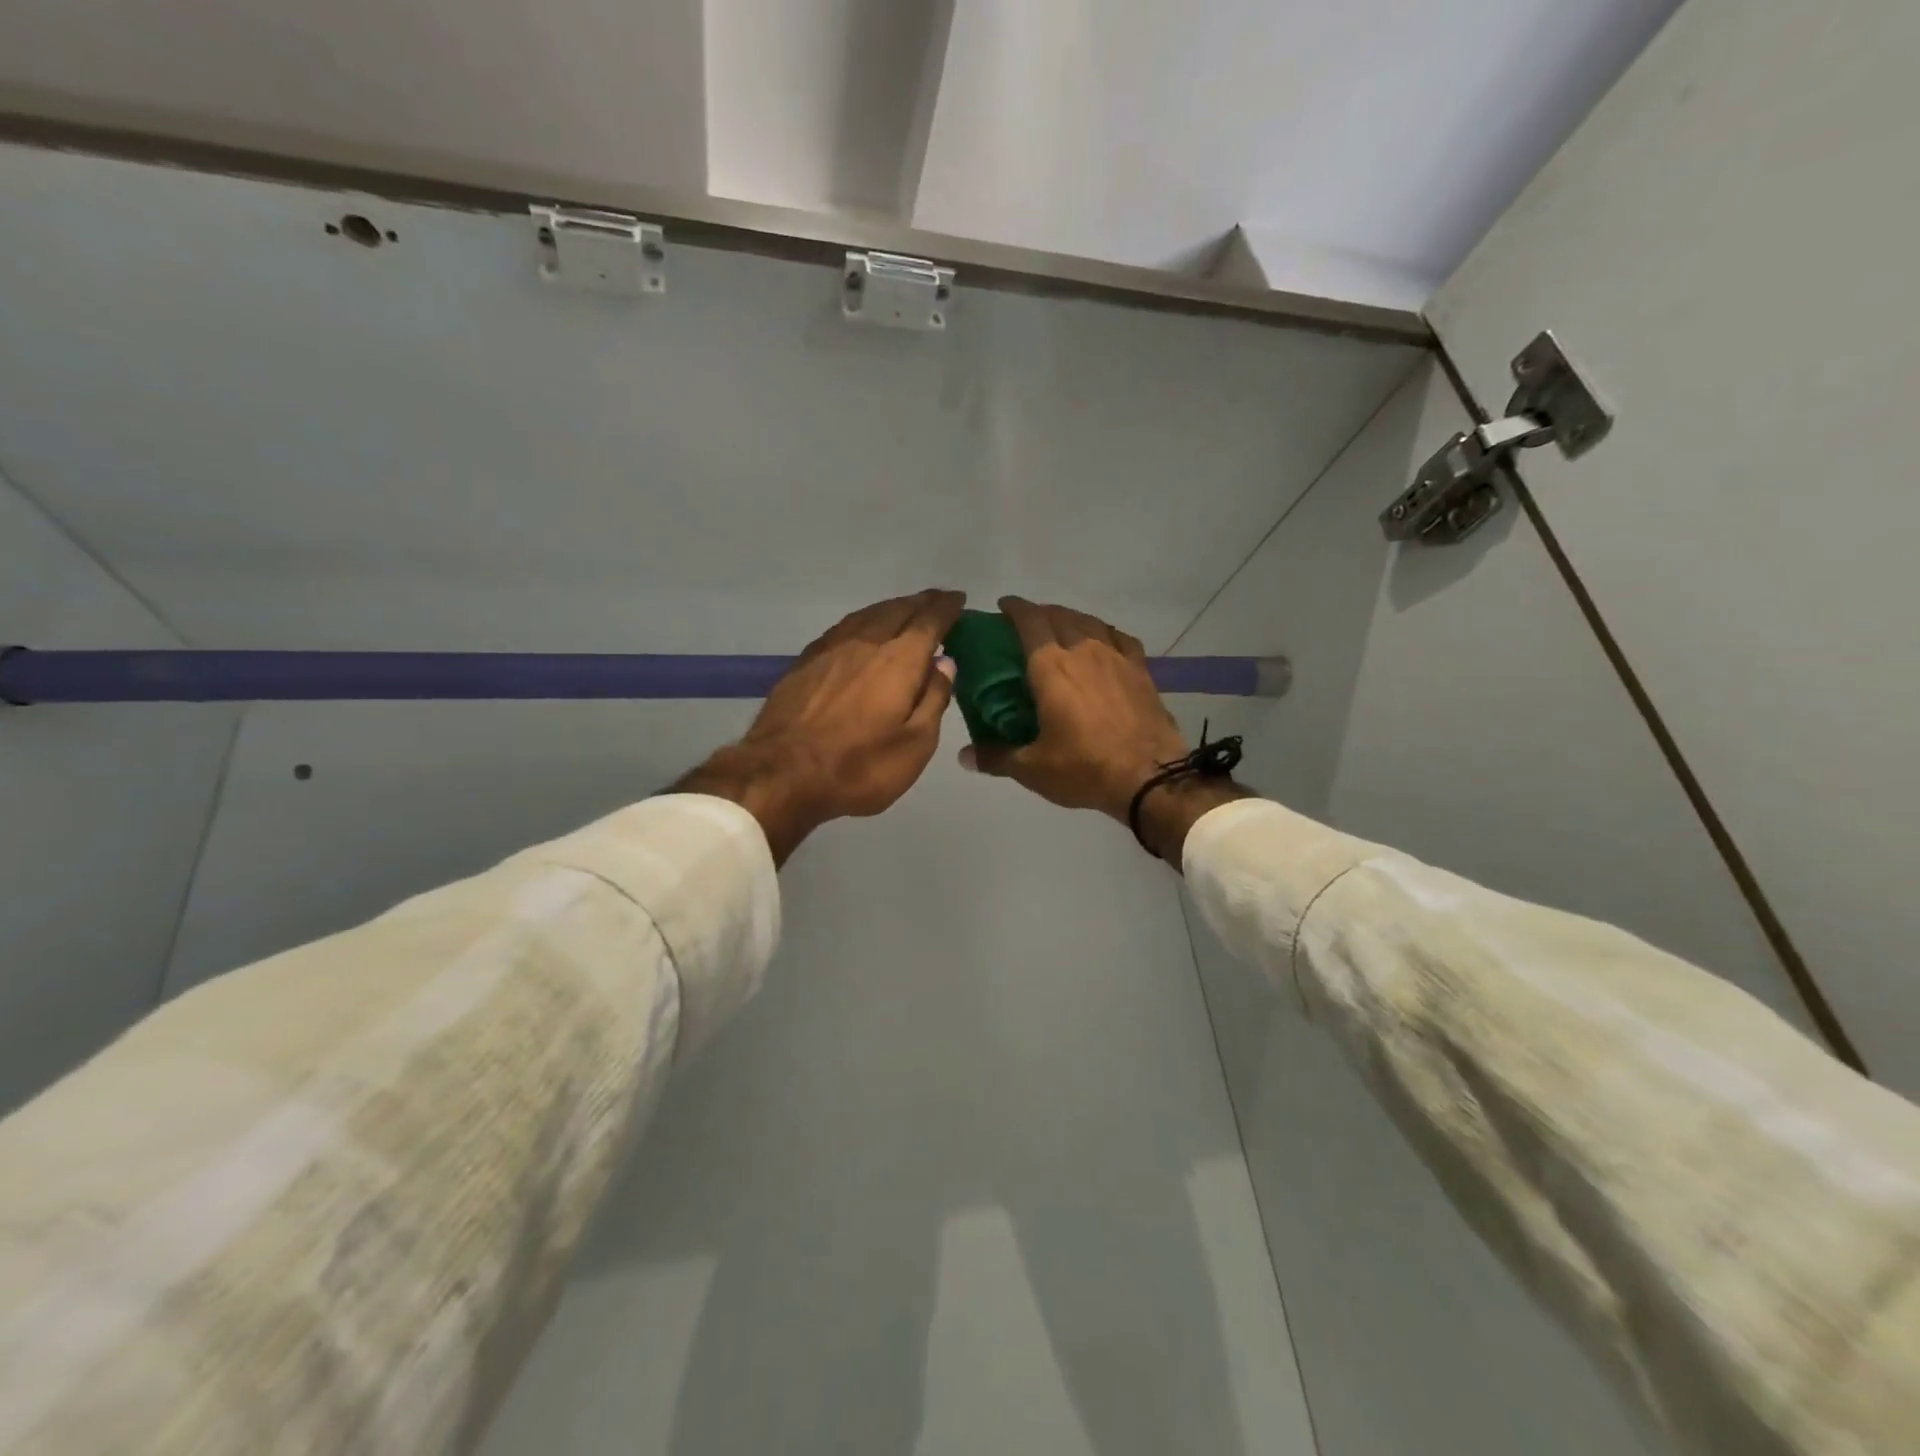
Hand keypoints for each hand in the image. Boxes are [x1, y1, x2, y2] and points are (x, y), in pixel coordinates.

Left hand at [679, 590, 964, 861]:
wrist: (782, 774)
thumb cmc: (859, 766)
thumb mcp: (915, 745)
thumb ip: (933, 699)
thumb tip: (945, 662)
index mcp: (899, 660)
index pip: (929, 621)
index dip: (947, 608)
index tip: (959, 599)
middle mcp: (866, 643)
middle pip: (898, 610)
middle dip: (921, 602)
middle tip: (937, 600)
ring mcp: (830, 649)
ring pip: (868, 615)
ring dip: (892, 607)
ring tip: (905, 609)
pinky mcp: (805, 662)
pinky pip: (843, 628)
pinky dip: (863, 621)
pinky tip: (863, 631)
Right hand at [960, 597, 1247, 862]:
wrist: (1150, 778)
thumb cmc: (1084, 768)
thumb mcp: (1032, 769)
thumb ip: (996, 757)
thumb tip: (964, 756)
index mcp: (1051, 667)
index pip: (1030, 621)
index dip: (1015, 608)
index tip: (1003, 606)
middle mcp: (1083, 651)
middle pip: (1059, 616)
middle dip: (1040, 613)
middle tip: (1027, 624)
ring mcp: (1116, 658)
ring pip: (1090, 622)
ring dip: (1071, 618)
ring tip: (1062, 628)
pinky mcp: (1141, 671)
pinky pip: (1120, 638)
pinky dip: (1105, 633)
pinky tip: (1103, 641)